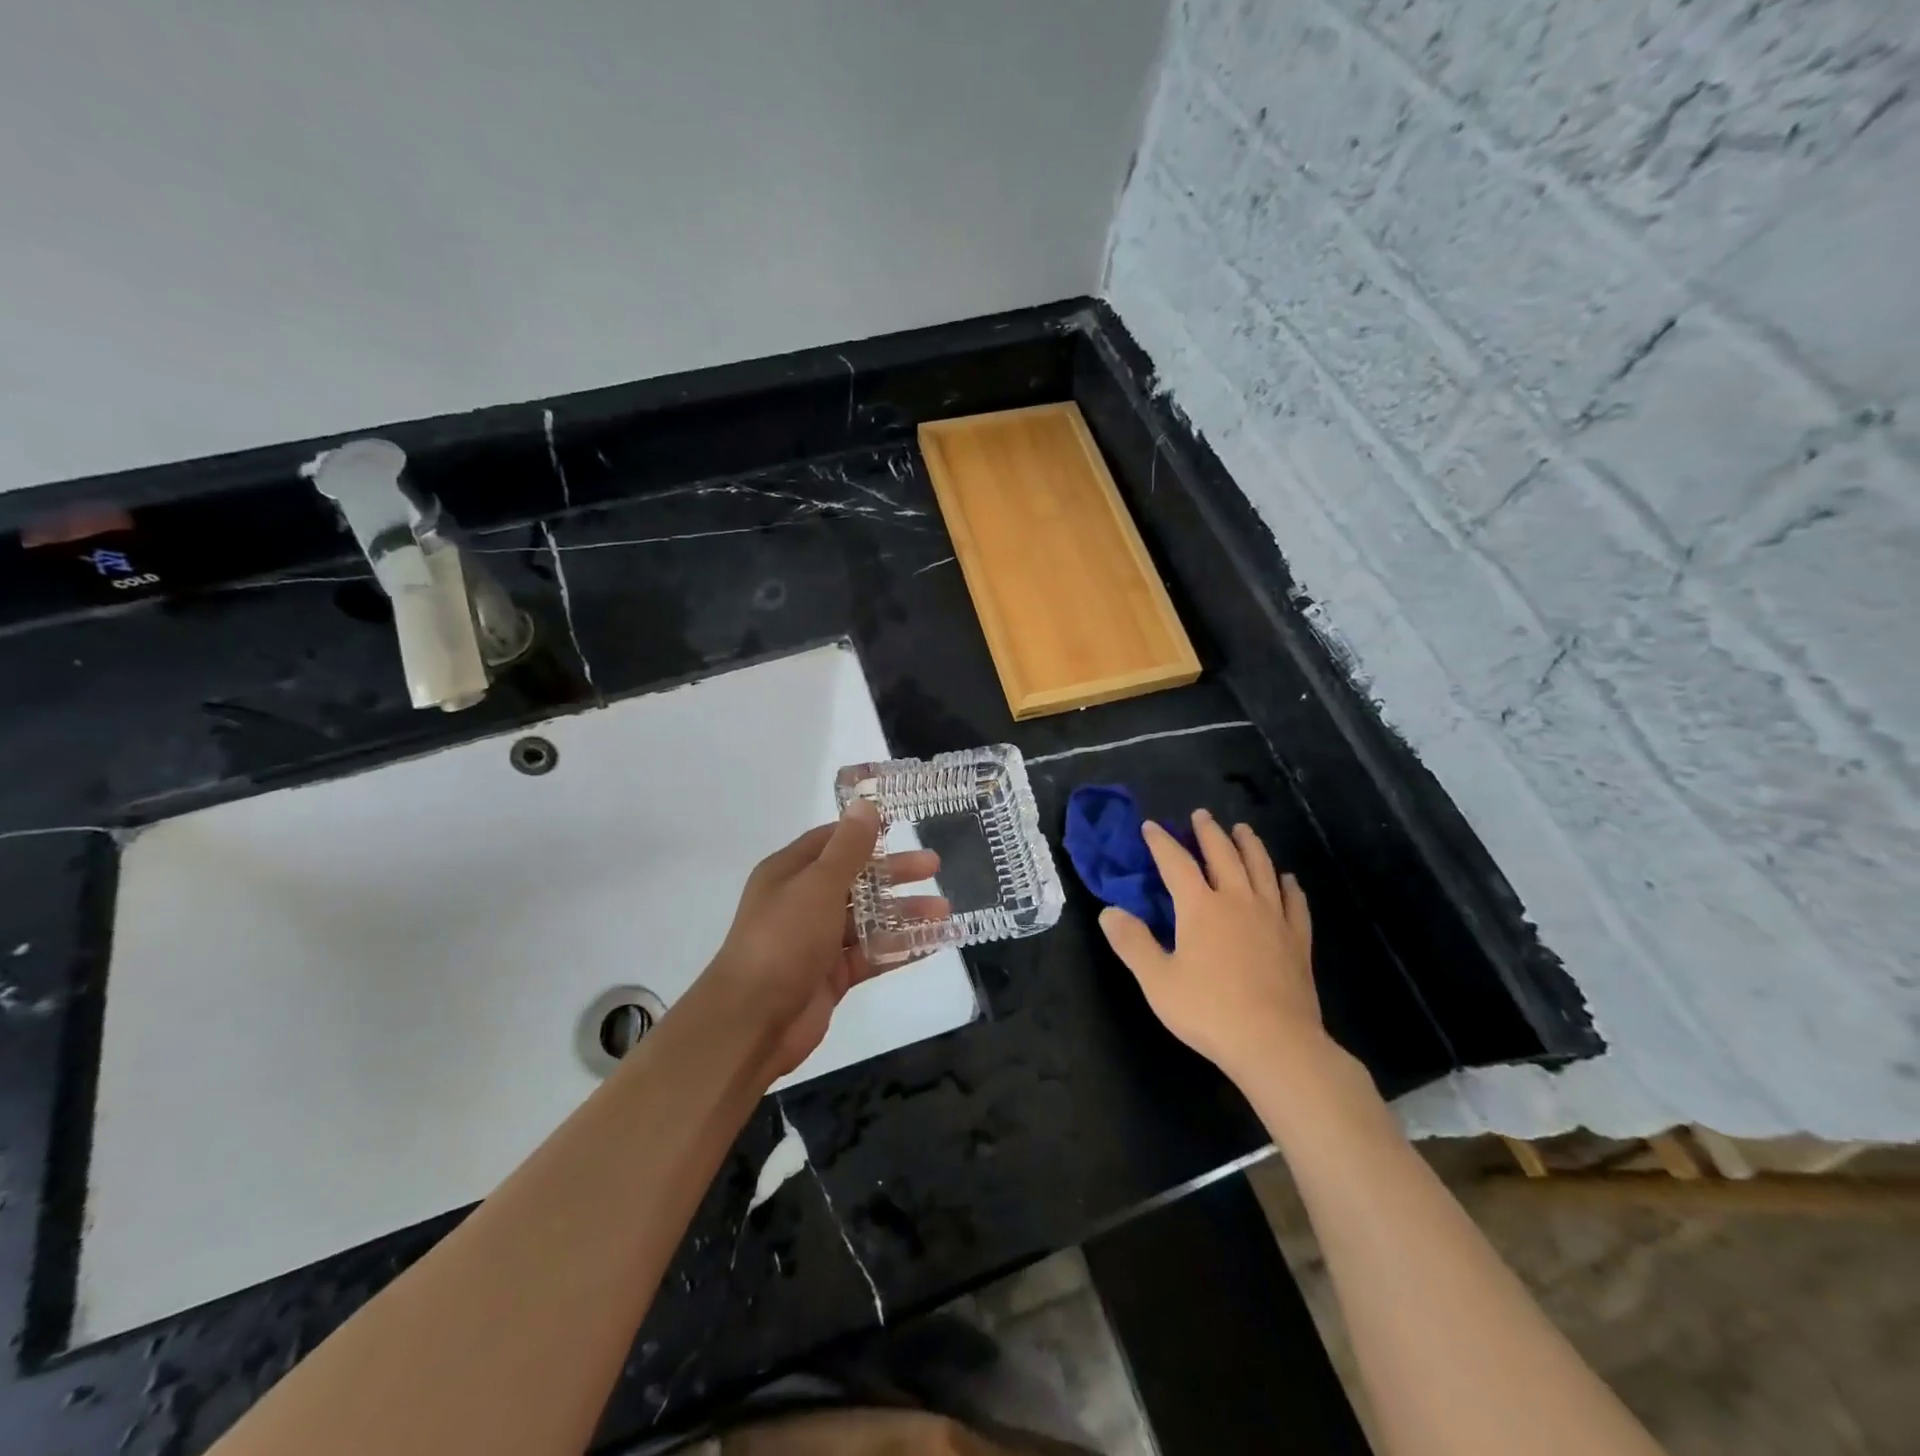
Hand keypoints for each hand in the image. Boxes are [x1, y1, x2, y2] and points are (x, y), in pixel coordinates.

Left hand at [697, 799, 946, 1079]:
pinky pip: (872, 954)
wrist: (752, 1022)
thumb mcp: (819, 884)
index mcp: (790, 873)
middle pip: (856, 880)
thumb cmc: (783, 940)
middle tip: (934, 867)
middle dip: (894, 873)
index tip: (901, 826)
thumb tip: (865, 804)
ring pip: (868, 919)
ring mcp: (817, 941)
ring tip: (944, 911)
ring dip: (904, 913)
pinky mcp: (831, 975)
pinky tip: (934, 943)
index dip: (864, 833)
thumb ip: (848, 848)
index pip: (831, 841)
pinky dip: (900, 948)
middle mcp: (802, 902)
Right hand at [1098, 809, 1330, 1087]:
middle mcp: (1237, 900)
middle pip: (1223, 854)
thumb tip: (1109, 911)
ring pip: (1261, 868)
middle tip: (1201, 815)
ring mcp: (1272, 917)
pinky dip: (1288, 885)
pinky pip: (1294, 902)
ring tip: (1243, 830)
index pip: (1176, 862)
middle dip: (1209, 832)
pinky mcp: (1297, 939)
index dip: (1162, 842)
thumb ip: (1132, 943)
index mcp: (1200, 906)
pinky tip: (1287, 879)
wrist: (1275, 1043)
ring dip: (1250, 845)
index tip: (1151, 826)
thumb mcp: (1157, 980)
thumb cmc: (1209, 1011)